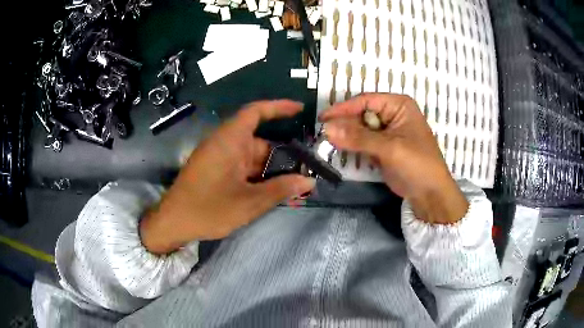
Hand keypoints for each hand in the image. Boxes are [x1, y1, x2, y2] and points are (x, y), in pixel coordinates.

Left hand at [140, 100, 315, 253]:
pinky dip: (258, 176)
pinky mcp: (217, 170)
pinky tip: (273, 191)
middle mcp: (225, 144)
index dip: (278, 107)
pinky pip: (242, 167)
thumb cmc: (208, 210)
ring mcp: (220, 157)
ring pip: (252, 157)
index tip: (300, 109)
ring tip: (295, 184)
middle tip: (307, 170)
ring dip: (271, 170)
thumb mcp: (249, 202)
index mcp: (229, 141)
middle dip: (282, 156)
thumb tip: (308, 181)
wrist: (174, 222)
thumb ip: (280, 189)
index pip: (255, 112)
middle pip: (260, 141)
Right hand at [320, 93, 467, 223]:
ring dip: (347, 135)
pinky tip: (340, 148)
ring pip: (361, 128)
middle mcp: (392, 114)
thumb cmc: (417, 165)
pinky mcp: (383, 147)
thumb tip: (327, 128)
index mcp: (399, 105)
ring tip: (328, 141)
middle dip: (344, 123)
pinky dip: (352, 145)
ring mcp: (387, 131)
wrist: (430, 194)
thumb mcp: (389, 148)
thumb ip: (358, 137)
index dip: (344, 109)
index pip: (366, 101)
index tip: (322, 119)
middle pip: (361, 114)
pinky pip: (363, 141)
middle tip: (323, 134)